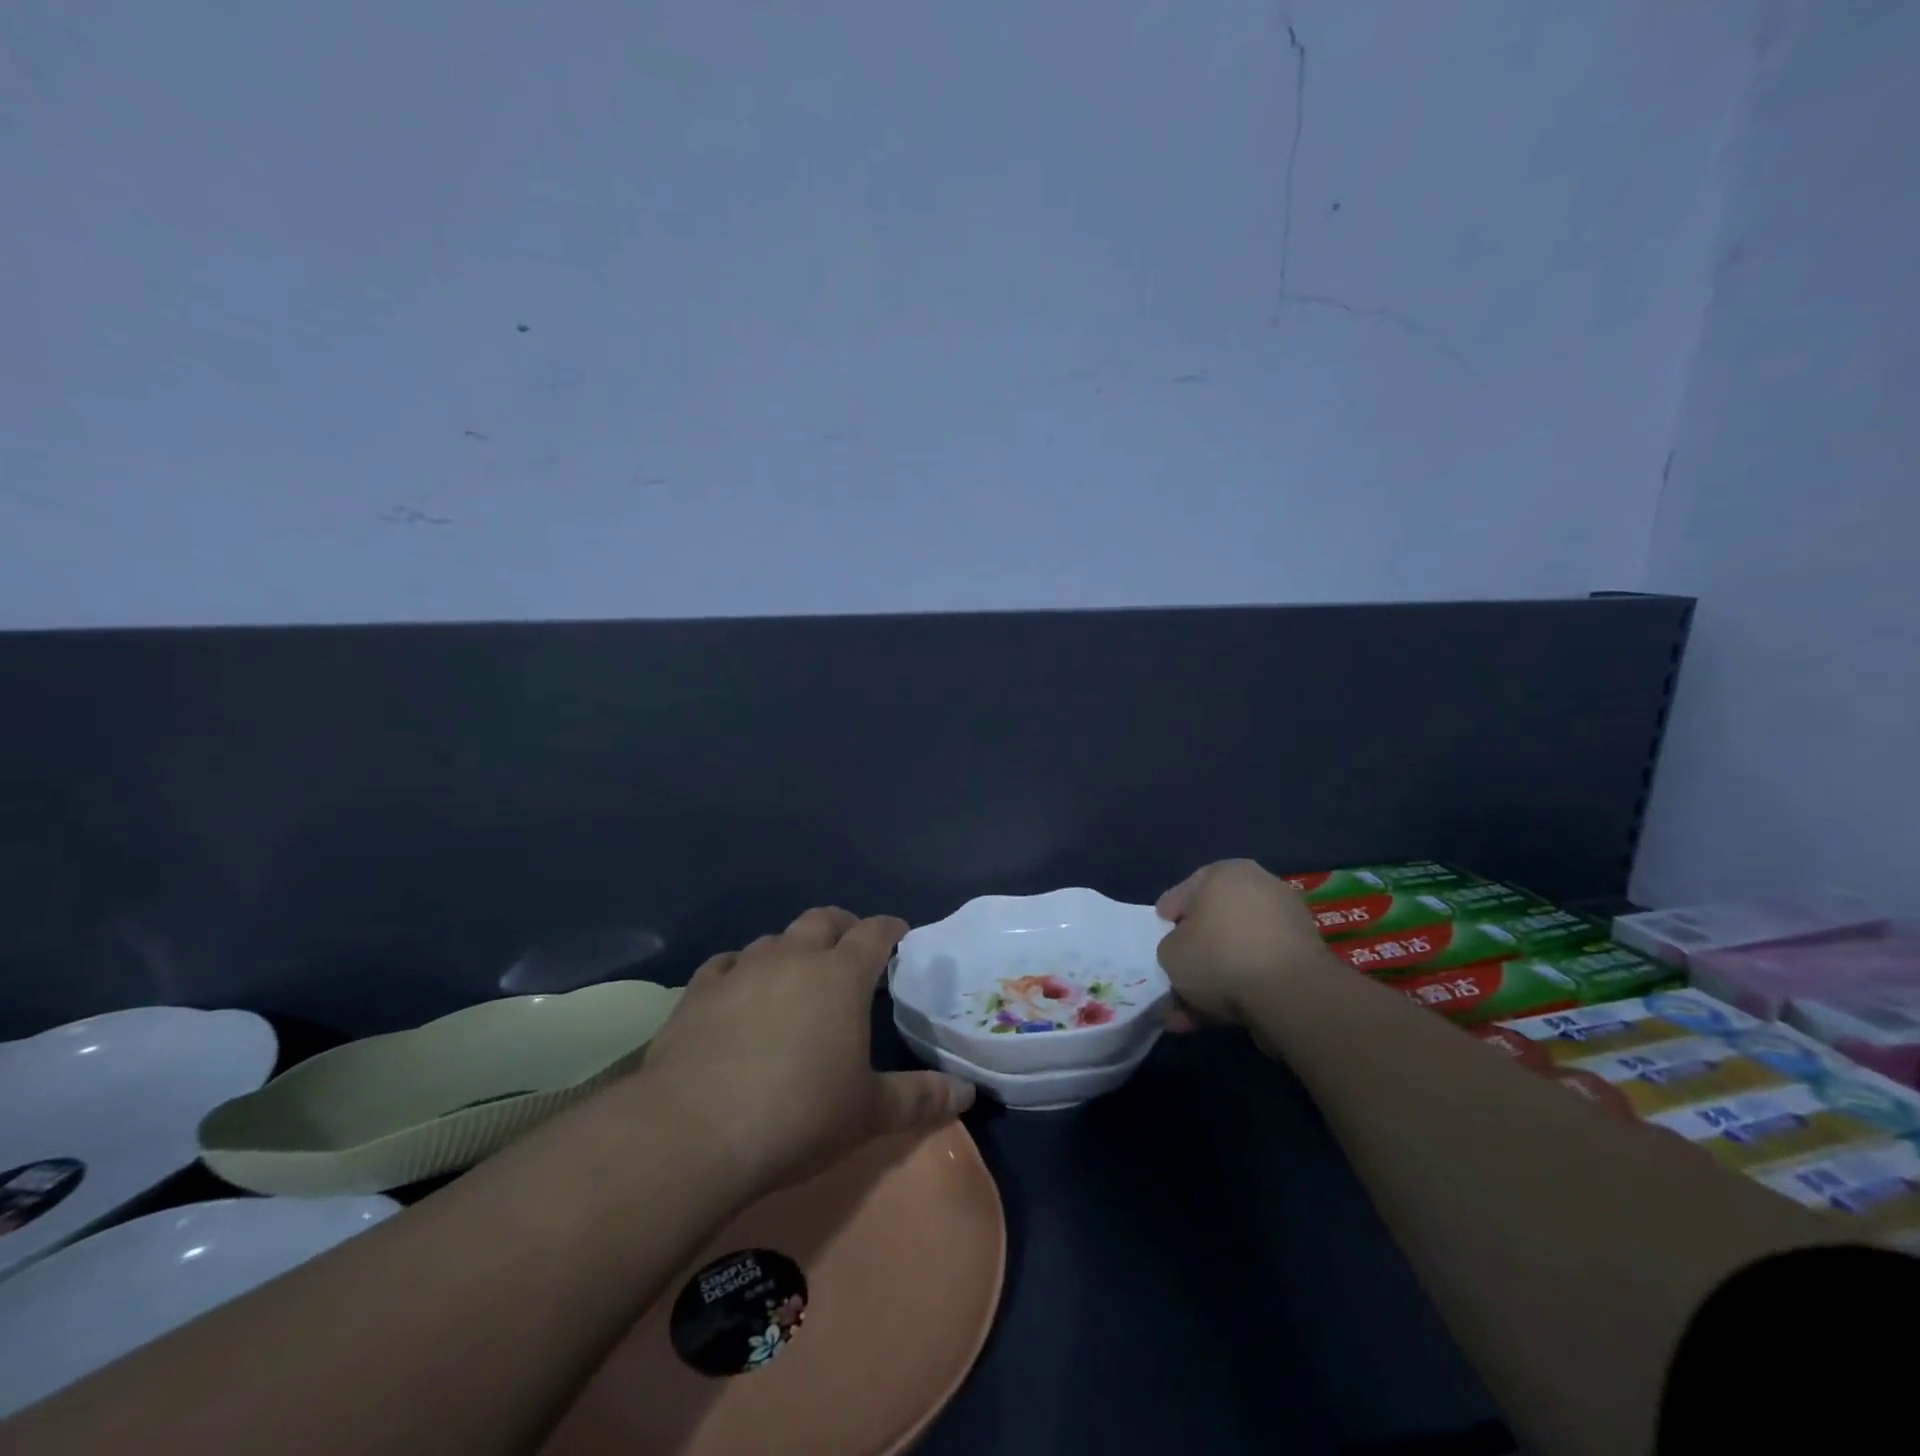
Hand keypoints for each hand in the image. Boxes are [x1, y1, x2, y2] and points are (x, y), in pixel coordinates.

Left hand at [636, 907, 974, 1201]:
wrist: (693, 1132)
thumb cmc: (796, 1116)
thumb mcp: (868, 1113)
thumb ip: (920, 1098)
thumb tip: (966, 1094)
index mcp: (840, 976)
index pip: (874, 932)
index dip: (889, 929)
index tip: (898, 934)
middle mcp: (793, 958)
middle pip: (823, 920)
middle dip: (842, 927)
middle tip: (850, 949)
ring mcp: (741, 970)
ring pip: (774, 939)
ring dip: (792, 949)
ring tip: (796, 975)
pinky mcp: (698, 991)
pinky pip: (726, 964)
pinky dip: (741, 970)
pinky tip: (738, 990)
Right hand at [1155, 860, 1338, 1028]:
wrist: (1292, 993)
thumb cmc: (1219, 956)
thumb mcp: (1170, 953)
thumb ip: (1171, 947)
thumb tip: (1185, 953)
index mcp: (1224, 873)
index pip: (1184, 893)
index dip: (1168, 917)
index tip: (1160, 936)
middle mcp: (1259, 888)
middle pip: (1214, 924)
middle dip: (1192, 956)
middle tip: (1175, 977)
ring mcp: (1286, 923)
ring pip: (1235, 952)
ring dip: (1212, 981)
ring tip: (1187, 1015)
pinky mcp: (1304, 958)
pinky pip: (1258, 970)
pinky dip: (1238, 990)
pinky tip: (1214, 1020)